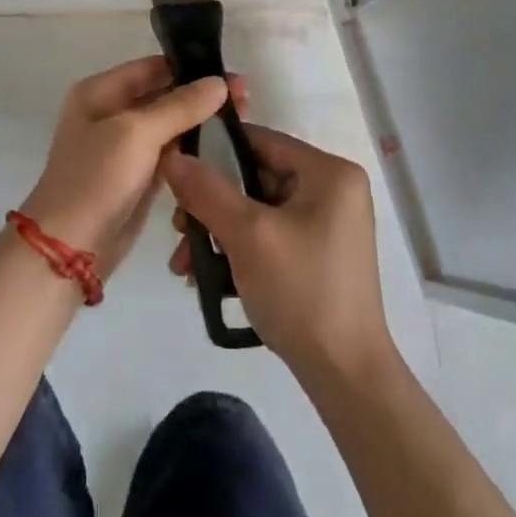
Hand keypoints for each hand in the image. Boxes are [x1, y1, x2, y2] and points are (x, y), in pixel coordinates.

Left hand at [20, 57, 244, 279]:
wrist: (71, 247)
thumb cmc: (97, 179)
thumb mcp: (137, 133)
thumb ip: (180, 106)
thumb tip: (219, 83)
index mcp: (100, 92)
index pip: (152, 68)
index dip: (191, 68)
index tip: (232, 76)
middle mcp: (110, 112)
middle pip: (163, 94)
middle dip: (201, 95)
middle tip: (246, 99)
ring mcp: (124, 146)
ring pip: (169, 124)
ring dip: (200, 121)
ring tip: (243, 119)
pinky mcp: (137, 175)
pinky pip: (169, 152)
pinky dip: (192, 147)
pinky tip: (222, 146)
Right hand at [161, 126, 393, 380]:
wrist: (344, 375)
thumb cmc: (301, 291)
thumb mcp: (247, 234)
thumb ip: (206, 190)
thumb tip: (171, 156)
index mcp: (329, 173)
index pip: (261, 141)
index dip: (214, 151)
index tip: (176, 173)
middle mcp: (333, 190)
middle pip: (255, 178)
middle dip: (211, 205)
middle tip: (178, 231)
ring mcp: (327, 224)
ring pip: (257, 210)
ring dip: (218, 232)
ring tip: (185, 264)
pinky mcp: (318, 254)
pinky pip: (268, 235)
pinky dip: (238, 249)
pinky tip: (207, 275)